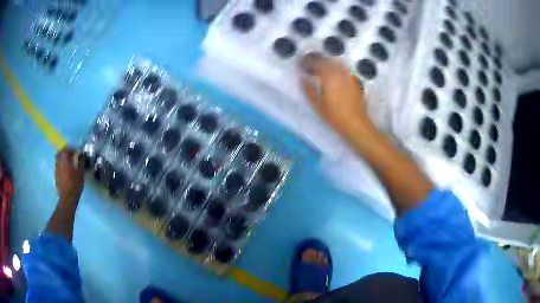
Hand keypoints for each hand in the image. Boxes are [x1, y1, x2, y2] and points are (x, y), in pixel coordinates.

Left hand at [55, 147, 84, 203]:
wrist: (67, 197)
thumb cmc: (75, 184)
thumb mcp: (80, 172)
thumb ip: (80, 162)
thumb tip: (81, 155)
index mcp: (64, 158)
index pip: (68, 149)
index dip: (73, 150)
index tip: (78, 153)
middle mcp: (58, 161)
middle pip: (61, 152)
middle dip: (66, 153)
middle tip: (72, 157)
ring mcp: (56, 168)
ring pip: (59, 159)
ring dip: (63, 159)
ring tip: (69, 165)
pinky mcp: (56, 175)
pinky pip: (58, 166)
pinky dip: (62, 166)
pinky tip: (66, 172)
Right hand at [301, 54, 375, 141]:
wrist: (354, 122)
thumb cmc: (334, 115)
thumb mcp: (316, 104)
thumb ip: (308, 89)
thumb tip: (302, 79)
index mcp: (328, 75)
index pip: (316, 62)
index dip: (307, 61)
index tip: (302, 64)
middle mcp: (339, 72)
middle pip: (326, 60)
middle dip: (317, 61)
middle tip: (310, 67)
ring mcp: (348, 75)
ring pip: (336, 63)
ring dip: (327, 64)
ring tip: (321, 71)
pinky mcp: (354, 80)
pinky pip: (344, 70)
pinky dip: (336, 70)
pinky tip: (334, 77)